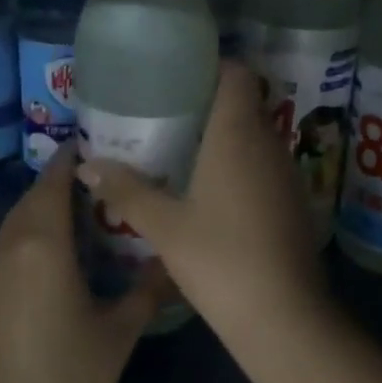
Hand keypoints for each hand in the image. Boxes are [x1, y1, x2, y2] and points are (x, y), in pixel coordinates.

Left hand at [0, 147, 165, 382]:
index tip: (102, 145)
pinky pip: (10, 247)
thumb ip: (149, 288)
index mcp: (41, 244)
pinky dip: (34, 237)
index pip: (53, 181)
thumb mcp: (120, 331)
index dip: (73, 158)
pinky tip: (63, 257)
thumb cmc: (69, 379)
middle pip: (33, 198)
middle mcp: (9, 247)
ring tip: (90, 214)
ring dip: (48, 210)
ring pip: (19, 223)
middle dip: (64, 182)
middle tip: (108, 181)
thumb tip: (176, 259)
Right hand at [75, 62, 331, 345]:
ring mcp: (287, 173)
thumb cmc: (220, 259)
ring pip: (255, 136)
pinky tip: (211, 191)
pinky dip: (239, 165)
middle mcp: (269, 143)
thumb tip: (88, 165)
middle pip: (244, 104)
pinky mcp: (293, 201)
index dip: (211, 66)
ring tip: (181, 150)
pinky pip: (264, 165)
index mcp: (238, 134)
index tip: (178, 77)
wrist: (283, 316)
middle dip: (208, 104)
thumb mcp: (164, 226)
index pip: (237, 73)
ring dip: (224, 137)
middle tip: (166, 115)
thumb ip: (127, 191)